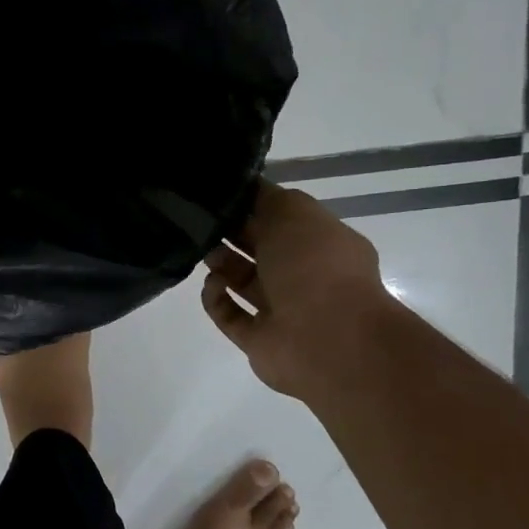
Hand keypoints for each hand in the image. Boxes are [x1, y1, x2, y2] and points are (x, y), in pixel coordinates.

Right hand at [201, 181, 395, 402]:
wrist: (326, 338)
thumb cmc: (315, 266)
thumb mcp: (294, 212)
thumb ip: (267, 198)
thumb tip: (246, 189)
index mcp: (321, 243)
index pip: (282, 219)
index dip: (253, 206)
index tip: (221, 196)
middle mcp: (303, 276)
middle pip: (259, 250)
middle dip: (232, 234)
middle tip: (203, 223)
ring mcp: (280, 310)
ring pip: (243, 281)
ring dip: (221, 265)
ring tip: (205, 252)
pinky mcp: (257, 339)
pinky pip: (229, 316)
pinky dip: (217, 300)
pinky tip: (212, 285)